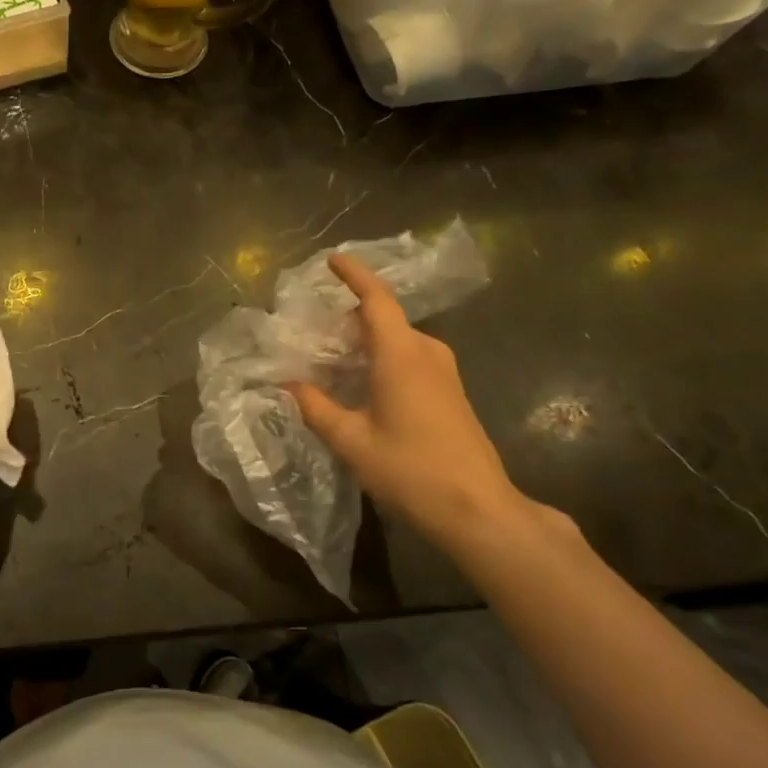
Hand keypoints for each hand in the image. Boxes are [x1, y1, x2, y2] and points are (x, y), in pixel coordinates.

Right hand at [290, 254, 534, 548]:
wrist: (478, 508)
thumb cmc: (411, 469)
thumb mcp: (351, 441)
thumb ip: (316, 408)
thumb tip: (289, 385)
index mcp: (402, 354)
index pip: (376, 300)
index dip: (355, 275)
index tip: (333, 259)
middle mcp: (427, 354)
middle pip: (387, 319)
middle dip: (352, 315)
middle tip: (316, 326)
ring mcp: (445, 373)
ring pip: (400, 340)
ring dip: (368, 340)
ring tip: (334, 354)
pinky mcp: (452, 393)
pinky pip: (412, 358)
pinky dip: (384, 358)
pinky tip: (364, 383)